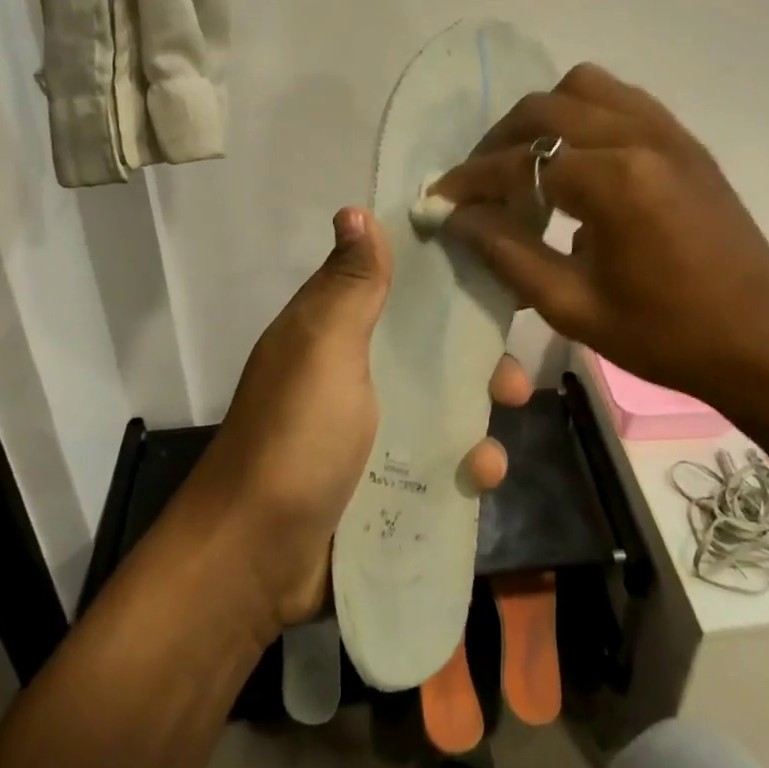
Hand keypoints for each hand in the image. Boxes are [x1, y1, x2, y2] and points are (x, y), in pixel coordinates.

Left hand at [189, 208, 529, 632]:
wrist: (256, 557)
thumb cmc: (296, 438)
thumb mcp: (324, 349)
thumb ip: (350, 286)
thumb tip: (355, 210)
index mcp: (335, 331)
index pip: (395, 285)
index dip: (443, 277)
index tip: (497, 275)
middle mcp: (354, 373)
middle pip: (429, 349)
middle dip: (478, 359)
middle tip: (512, 378)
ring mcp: (370, 431)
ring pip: (442, 406)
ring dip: (479, 417)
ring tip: (499, 439)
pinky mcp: (384, 482)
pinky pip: (438, 461)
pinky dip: (464, 466)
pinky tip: (481, 478)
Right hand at [431, 64, 768, 406]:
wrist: (763, 341)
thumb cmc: (666, 336)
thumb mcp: (573, 306)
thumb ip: (507, 253)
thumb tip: (458, 217)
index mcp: (615, 181)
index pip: (521, 162)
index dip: (471, 180)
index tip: (438, 198)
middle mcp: (640, 137)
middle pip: (545, 107)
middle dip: (499, 140)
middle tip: (479, 182)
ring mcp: (668, 132)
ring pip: (585, 86)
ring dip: (543, 115)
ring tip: (526, 160)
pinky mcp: (685, 140)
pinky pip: (622, 98)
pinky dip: (584, 113)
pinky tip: (575, 155)